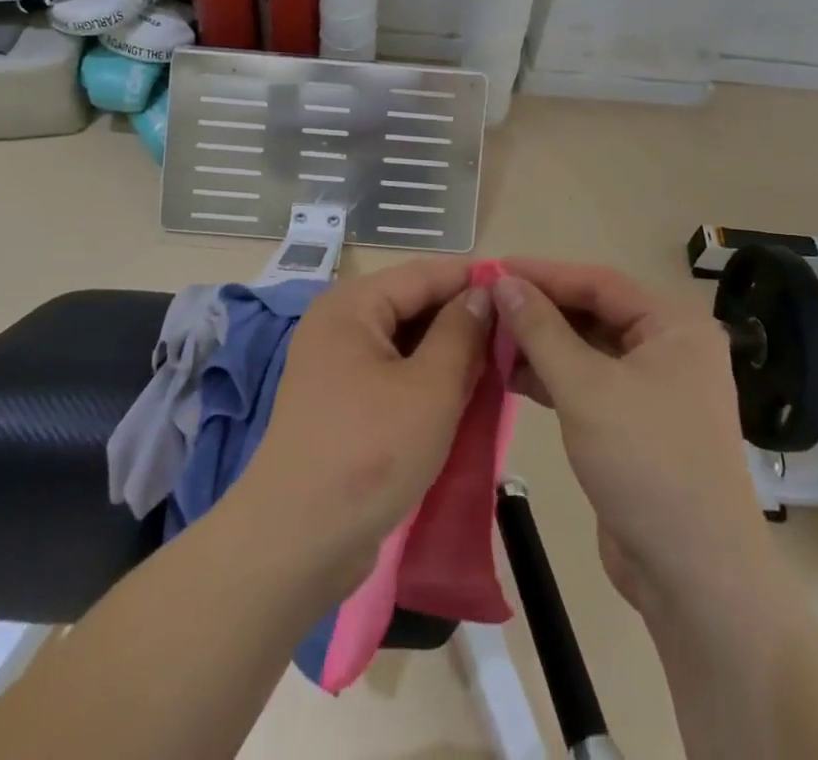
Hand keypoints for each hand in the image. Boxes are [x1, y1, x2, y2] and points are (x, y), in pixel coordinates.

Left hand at [240, 260, 493, 591]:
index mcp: (352, 305)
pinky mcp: (340, 404)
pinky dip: (426, 380)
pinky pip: (392, 374)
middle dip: (461, 318)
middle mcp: (339, 324)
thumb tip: (482, 293)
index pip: (423, 274)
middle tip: (515, 334)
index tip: (519, 289)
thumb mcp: (430, 388)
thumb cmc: (369, 452)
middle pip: (411, 306)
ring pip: (405, 343)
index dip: (471, 279)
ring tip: (498, 363)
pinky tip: (462, 395)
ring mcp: (336, 366)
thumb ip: (461, 333)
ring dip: (447, 353)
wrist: (297, 543)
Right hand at [495, 259, 764, 613]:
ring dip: (542, 344)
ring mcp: (654, 390)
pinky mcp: (636, 425)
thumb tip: (503, 282)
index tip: (494, 270)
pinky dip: (553, 377)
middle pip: (594, 313)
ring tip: (490, 340)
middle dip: (540, 310)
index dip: (544, 274)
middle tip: (487, 305)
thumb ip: (541, 329)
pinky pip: (589, 383)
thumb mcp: (586, 388)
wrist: (694, 578)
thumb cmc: (646, 463)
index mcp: (674, 327)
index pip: (599, 282)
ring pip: (588, 349)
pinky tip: (511, 376)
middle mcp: (669, 349)